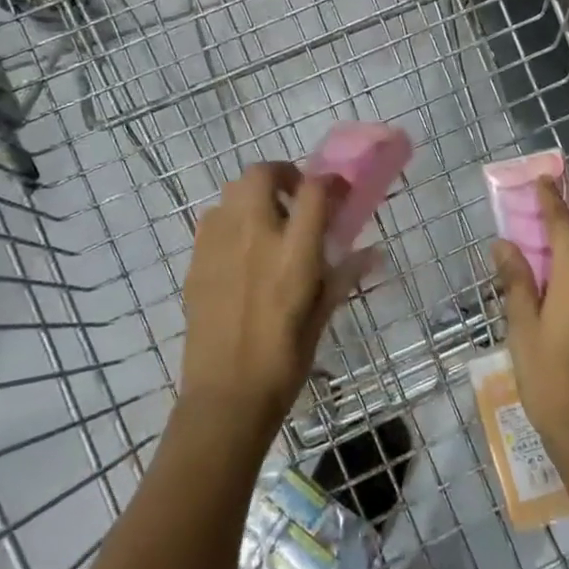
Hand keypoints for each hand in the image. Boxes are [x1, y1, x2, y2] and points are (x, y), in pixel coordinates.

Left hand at [179, 163, 376, 446]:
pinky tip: (239, 248)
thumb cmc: (284, 360)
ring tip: (266, 220)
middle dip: (281, 173)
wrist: (225, 396)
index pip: (313, 191)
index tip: (336, 189)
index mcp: (293, 254)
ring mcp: (219, 246)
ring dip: (253, 195)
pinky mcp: (196, 261)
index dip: (328, 181)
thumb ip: (343, 276)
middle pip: (261, 174)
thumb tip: (372, 253)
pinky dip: (230, 219)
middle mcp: (254, 237)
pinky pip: (212, 220)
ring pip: (231, 191)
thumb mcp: (322, 316)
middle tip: (294, 195)